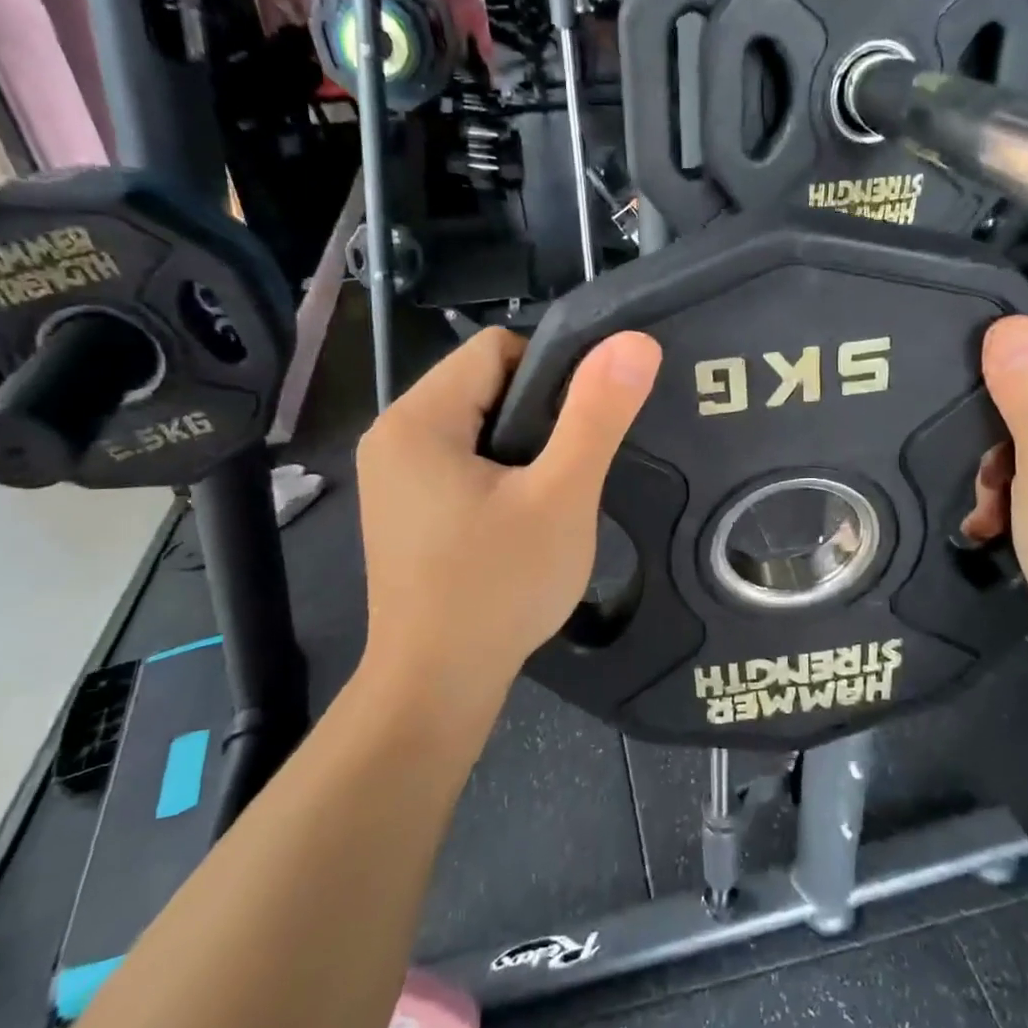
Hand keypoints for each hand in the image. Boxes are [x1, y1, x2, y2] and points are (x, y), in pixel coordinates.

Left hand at [352, 327, 660, 735]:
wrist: (437, 686)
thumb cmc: (499, 587)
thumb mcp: (561, 496)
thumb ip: (597, 415)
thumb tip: (634, 341)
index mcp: (418, 418)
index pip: (496, 348)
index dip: (553, 371)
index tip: (586, 424)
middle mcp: (393, 436)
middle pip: (485, 385)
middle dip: (539, 415)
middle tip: (575, 467)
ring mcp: (394, 477)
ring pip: (478, 426)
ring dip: (524, 449)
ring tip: (555, 495)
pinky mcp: (406, 510)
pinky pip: (463, 463)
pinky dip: (501, 476)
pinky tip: (524, 518)